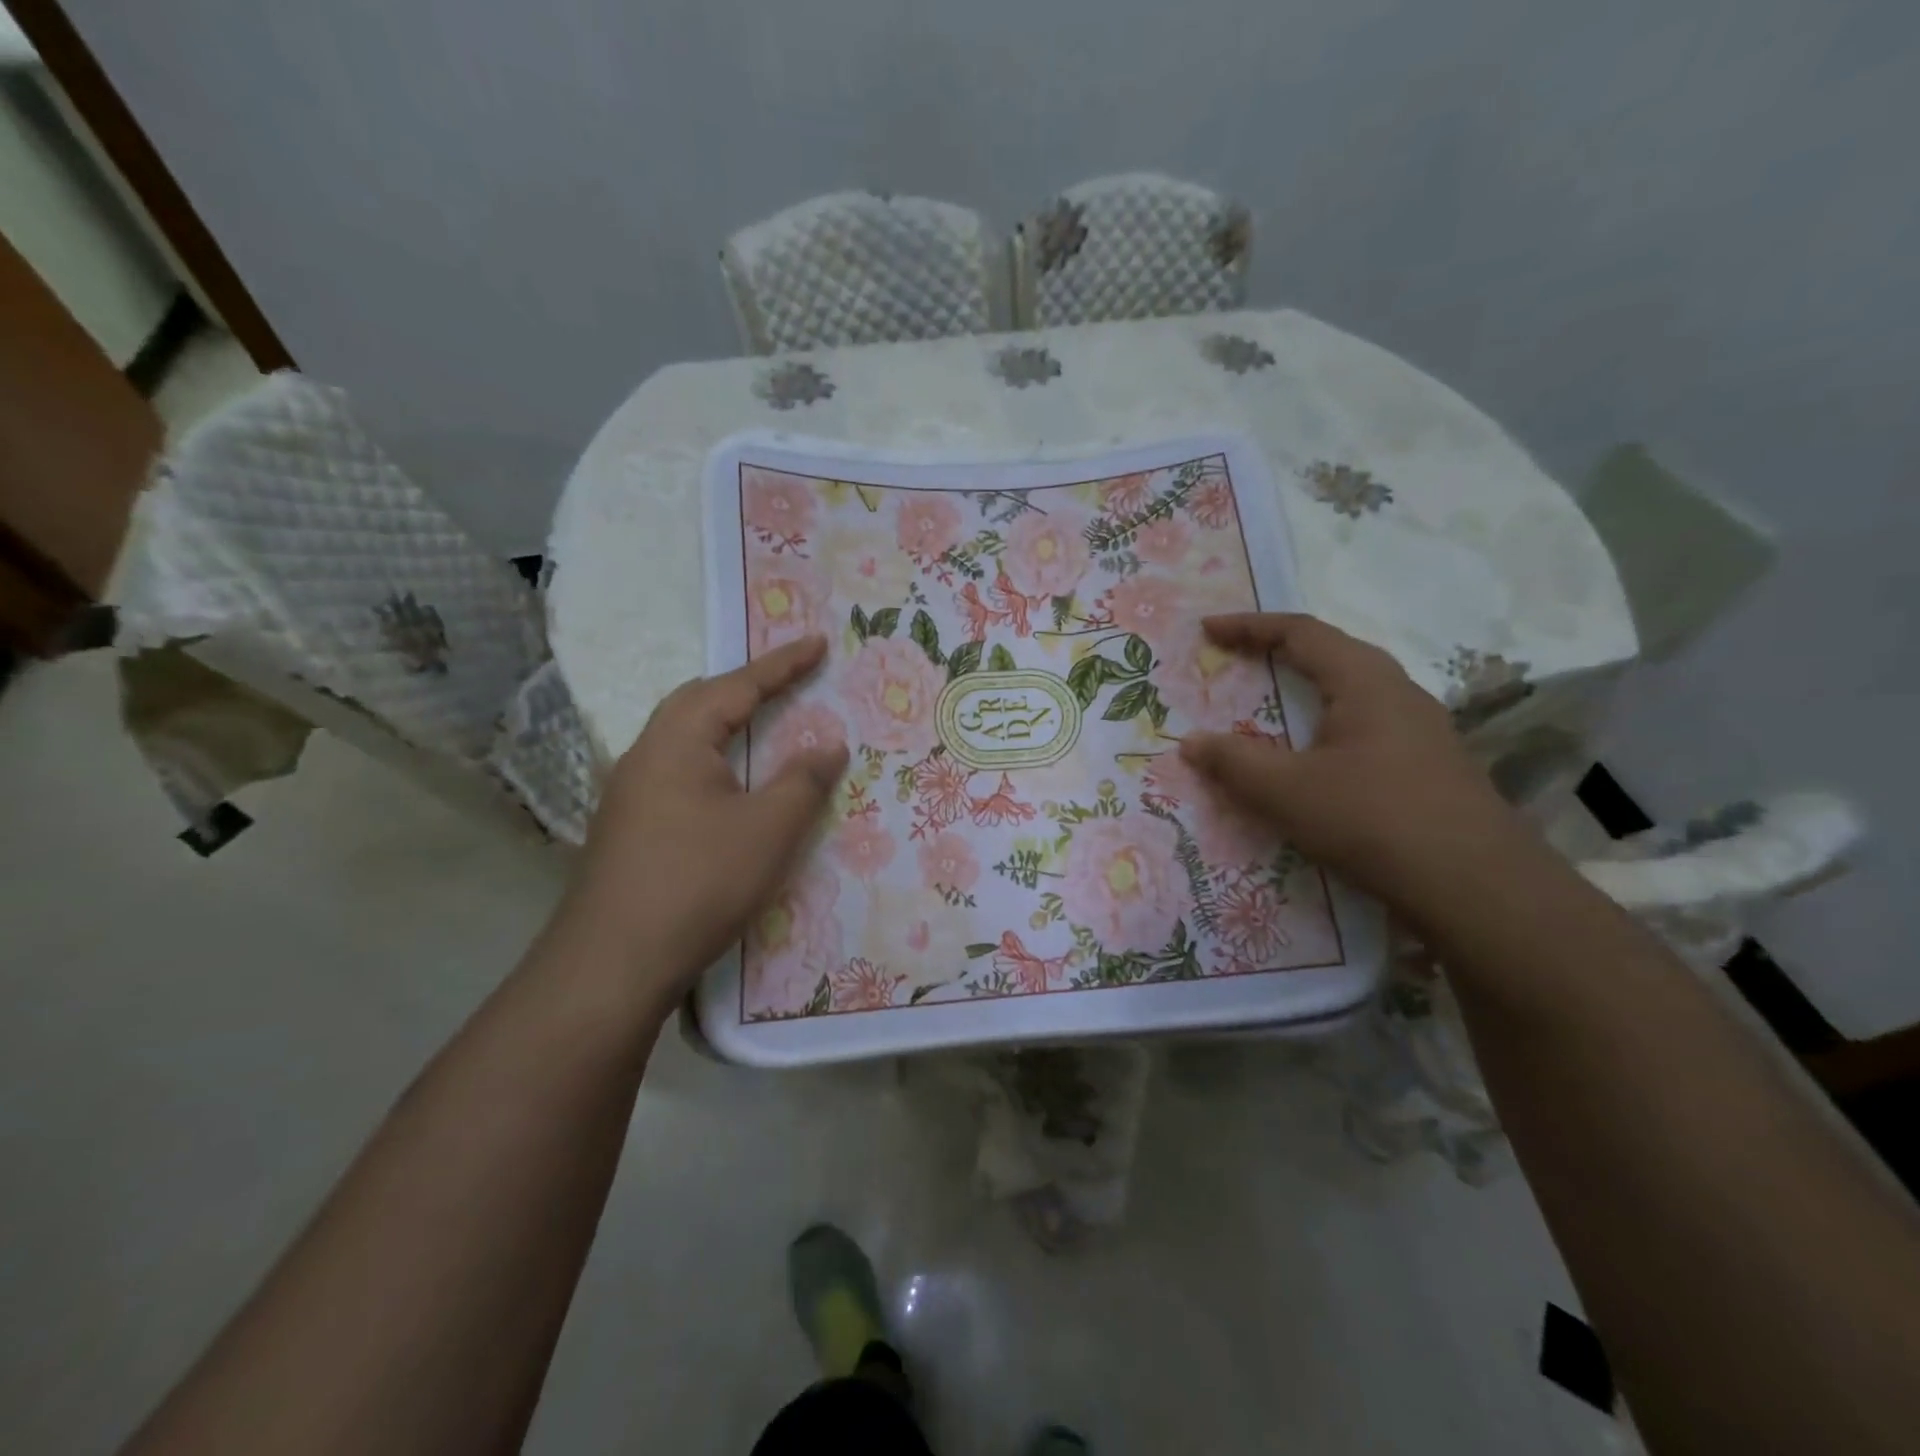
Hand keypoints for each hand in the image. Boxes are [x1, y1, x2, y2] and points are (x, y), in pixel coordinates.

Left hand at [567, 634, 848, 996]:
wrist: (612, 964)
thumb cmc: (698, 882)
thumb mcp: (768, 829)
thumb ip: (804, 781)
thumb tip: (830, 746)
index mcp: (677, 741)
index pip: (737, 687)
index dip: (783, 664)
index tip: (818, 643)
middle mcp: (645, 755)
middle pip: (699, 702)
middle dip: (746, 686)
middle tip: (787, 681)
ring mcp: (630, 794)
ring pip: (684, 739)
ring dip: (726, 724)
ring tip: (762, 725)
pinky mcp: (629, 829)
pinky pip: (679, 773)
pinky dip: (714, 762)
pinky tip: (729, 788)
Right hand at [1179, 613, 1526, 903]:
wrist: (1476, 887)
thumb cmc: (1372, 820)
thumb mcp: (1286, 791)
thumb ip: (1233, 762)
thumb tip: (1190, 742)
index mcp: (1364, 681)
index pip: (1300, 632)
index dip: (1249, 627)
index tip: (1207, 629)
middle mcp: (1397, 693)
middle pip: (1330, 654)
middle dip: (1277, 652)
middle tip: (1235, 660)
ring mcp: (1419, 730)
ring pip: (1350, 693)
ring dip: (1304, 691)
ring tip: (1268, 706)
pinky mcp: (1426, 766)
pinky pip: (1363, 727)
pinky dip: (1323, 726)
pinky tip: (1313, 759)